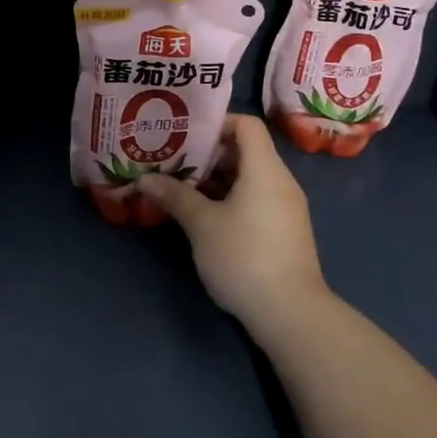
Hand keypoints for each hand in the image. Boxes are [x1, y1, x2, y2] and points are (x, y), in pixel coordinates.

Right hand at [135, 114, 330, 338]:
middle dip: (209, 153)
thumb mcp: (202, 225)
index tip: (186, 134)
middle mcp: (280, 180)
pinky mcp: (285, 230)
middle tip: (174, 159)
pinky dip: (231, 197)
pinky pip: (256, 198)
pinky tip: (205, 214)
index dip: (217, 122)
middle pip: (246, 150)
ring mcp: (286, 207)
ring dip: (217, 178)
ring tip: (181, 186)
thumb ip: (175, 196)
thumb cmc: (244, 257)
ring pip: (249, 177)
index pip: (246, 124)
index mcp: (265, 168)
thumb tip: (145, 178)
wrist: (291, 314)